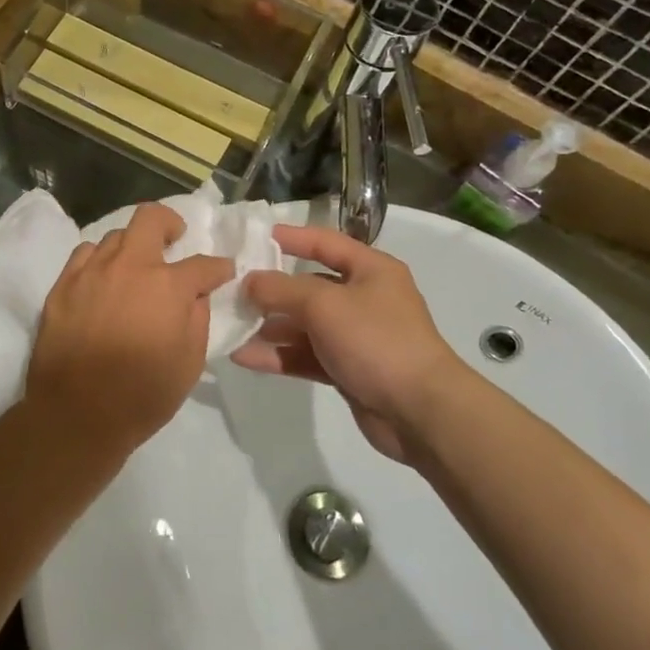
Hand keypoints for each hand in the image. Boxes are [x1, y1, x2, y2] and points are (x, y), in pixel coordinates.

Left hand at [23, 204, 235, 457]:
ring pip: (115, 236)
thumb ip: (197, 319)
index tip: (222, 272)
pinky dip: (99, 259)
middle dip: (169, 223)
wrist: (76, 414)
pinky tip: (102, 277)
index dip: (219, 268)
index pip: (204, 264)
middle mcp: (129, 267)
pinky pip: (84, 255)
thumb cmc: (142, 395)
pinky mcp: (62, 285)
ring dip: (132, 246)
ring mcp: (91, 271)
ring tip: (134, 267)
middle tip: (174, 239)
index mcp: (167, 286)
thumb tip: (196, 295)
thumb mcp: (190, 363)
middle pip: (150, 219)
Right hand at [231, 225, 474, 465]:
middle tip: (230, 291)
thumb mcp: (324, 304)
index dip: (291, 237)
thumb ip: (281, 289)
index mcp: (370, 270)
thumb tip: (248, 282)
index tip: (254, 237)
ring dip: (269, 326)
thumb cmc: (376, 341)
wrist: (420, 412)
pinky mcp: (347, 370)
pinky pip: (306, 355)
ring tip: (229, 328)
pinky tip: (244, 357)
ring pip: (304, 325)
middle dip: (270, 290)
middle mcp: (364, 298)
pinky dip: (278, 355)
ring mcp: (355, 336)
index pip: (325, 242)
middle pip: (308, 286)